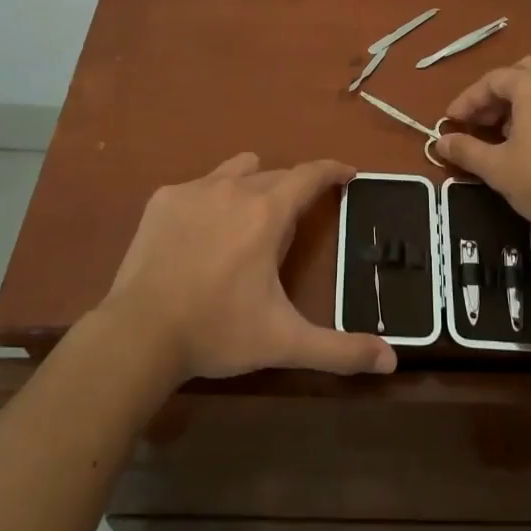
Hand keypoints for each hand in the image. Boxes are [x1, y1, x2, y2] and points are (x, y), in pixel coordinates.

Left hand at [104, 153, 396, 382]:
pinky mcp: (163, 199)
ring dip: (252, 185)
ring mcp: (195, 189)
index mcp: (267, 212)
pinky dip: (210, 201)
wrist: (139, 334)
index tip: (348, 173)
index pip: (310, 174)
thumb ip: (340, 350)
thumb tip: (391, 361)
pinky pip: (199, 186)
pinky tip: (200, 235)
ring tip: (247, 221)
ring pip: (237, 170)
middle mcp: (234, 187)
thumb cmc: (218, 331)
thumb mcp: (284, 341)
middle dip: (292, 192)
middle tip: (292, 227)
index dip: (333, 170)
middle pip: (276, 175)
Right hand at [433, 57, 530, 245]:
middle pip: (520, 73)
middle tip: (478, 119)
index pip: (492, 80)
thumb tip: (440, 142)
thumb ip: (466, 150)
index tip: (451, 121)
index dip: (467, 99)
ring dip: (516, 103)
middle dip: (495, 93)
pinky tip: (528, 144)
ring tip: (500, 134)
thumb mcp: (497, 168)